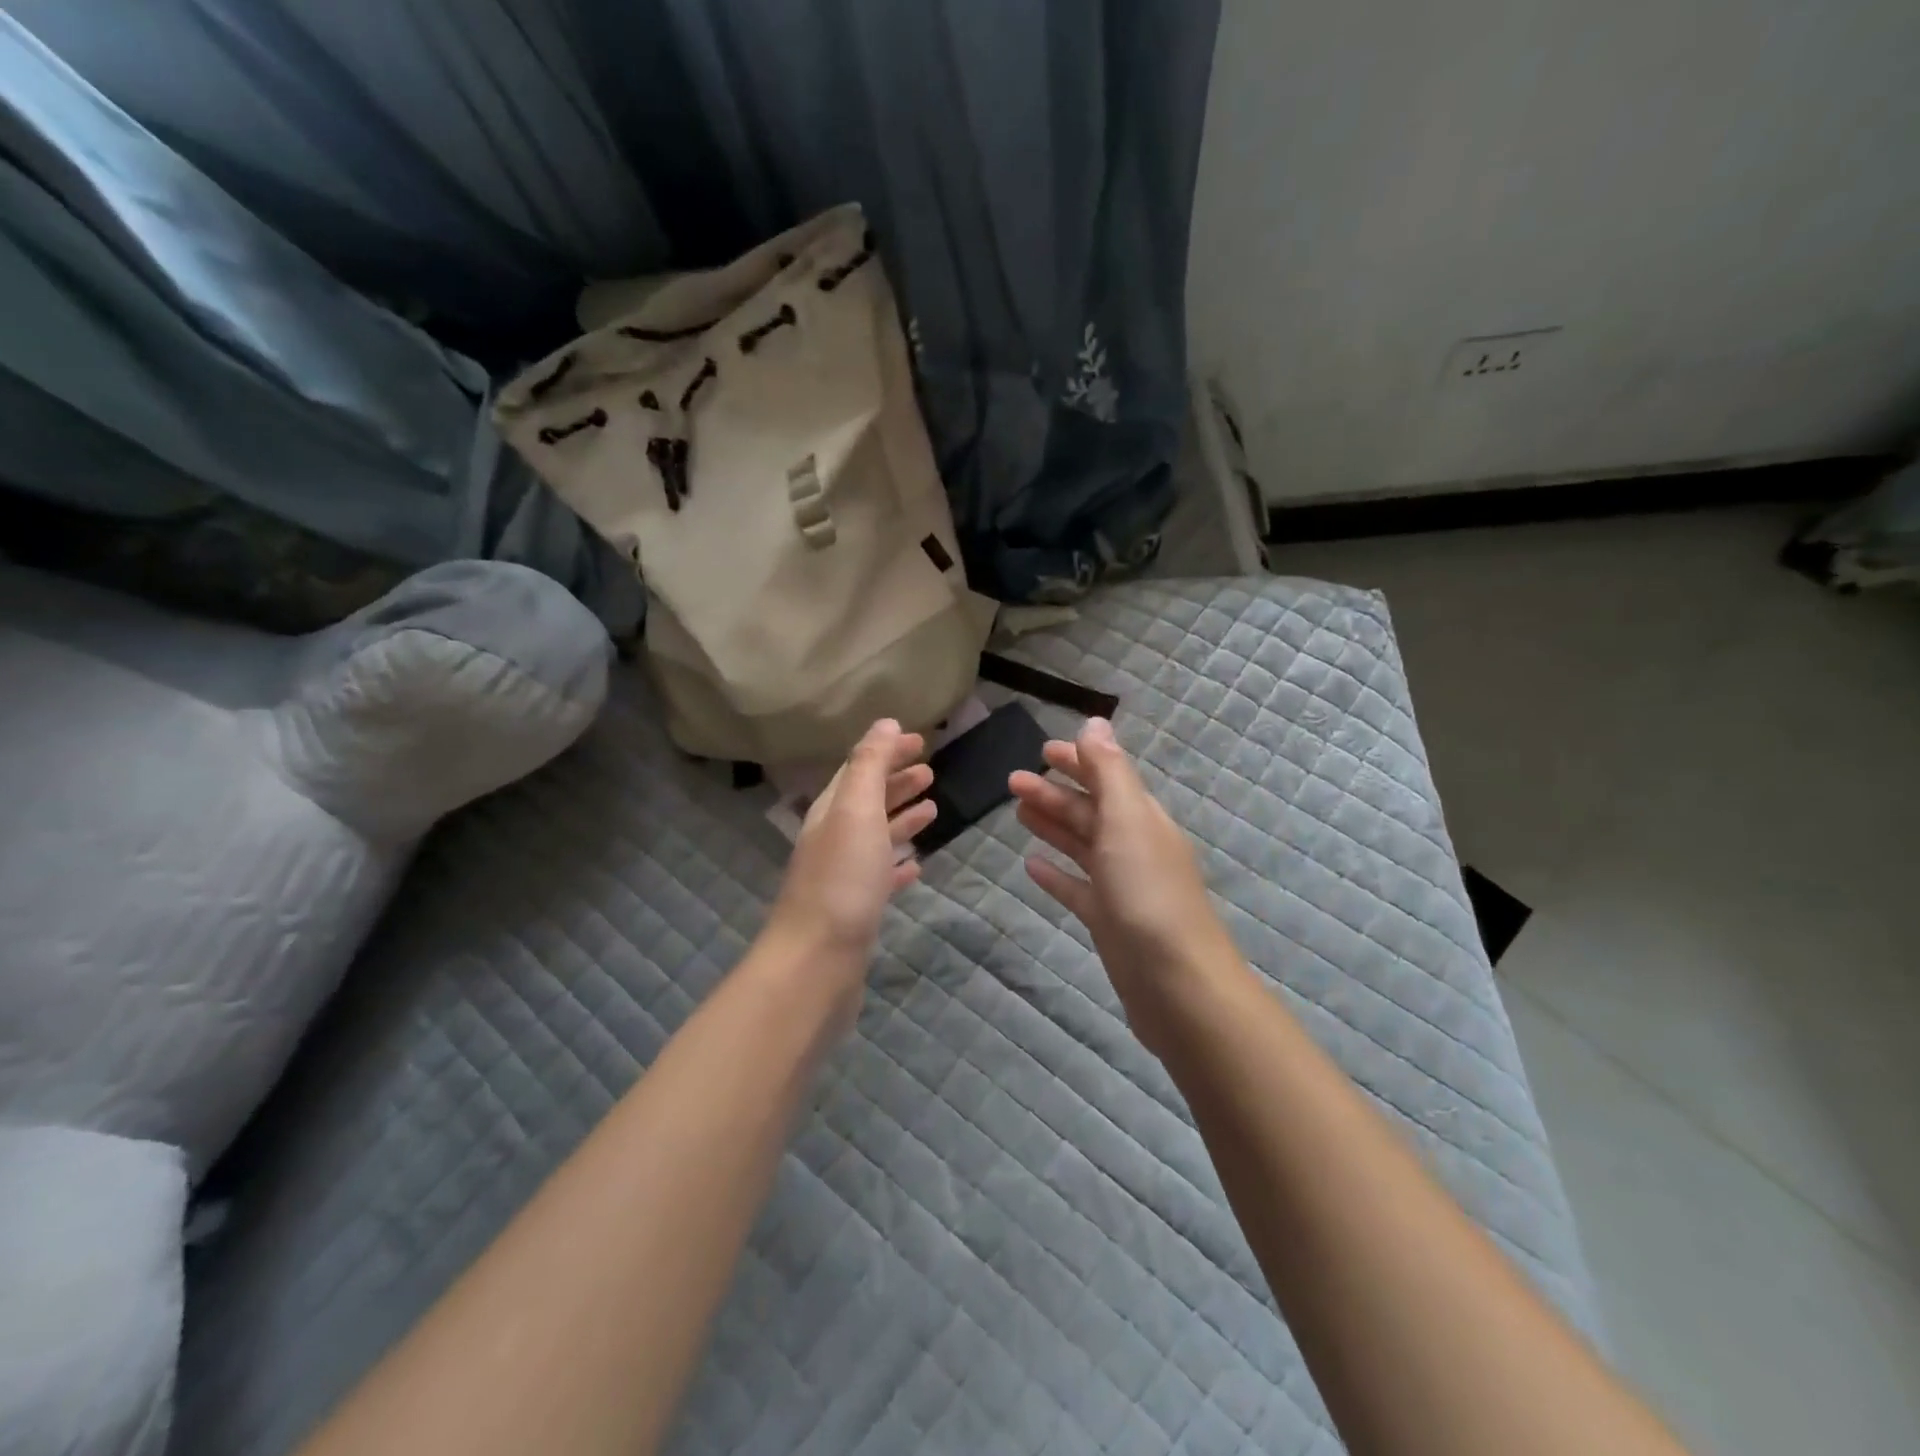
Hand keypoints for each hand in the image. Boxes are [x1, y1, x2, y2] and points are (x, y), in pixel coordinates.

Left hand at [765, 720, 934, 980]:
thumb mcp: (856, 811)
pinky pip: (881, 876)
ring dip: (902, 819)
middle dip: (896, 782)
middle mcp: (833, 839)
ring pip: (876, 837)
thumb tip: (886, 722)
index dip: (887, 751)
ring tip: (933, 808)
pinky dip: (898, 864)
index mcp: (831, 811)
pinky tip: (916, 865)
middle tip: (931, 771)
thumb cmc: (841, 881)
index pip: (859, 769)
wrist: (816, 963)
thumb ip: (869, 765)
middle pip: (867, 801)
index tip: (921, 741)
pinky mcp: (856, 911)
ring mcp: (843, 877)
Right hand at [1010, 718, 1240, 1051]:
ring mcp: (1121, 886)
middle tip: (1011, 781)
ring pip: (1081, 846)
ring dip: (1052, 826)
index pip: (1108, 777)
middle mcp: (1133, 847)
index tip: (1043, 750)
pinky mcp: (1108, 921)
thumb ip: (1109, 771)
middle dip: (1054, 792)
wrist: (1176, 983)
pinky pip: (1076, 888)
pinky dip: (1056, 874)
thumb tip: (1096, 721)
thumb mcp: (1127, 821)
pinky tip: (1030, 866)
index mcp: (1142, 819)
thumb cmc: (1148, 893)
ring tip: (1017, 812)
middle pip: (1090, 811)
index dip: (1078, 761)